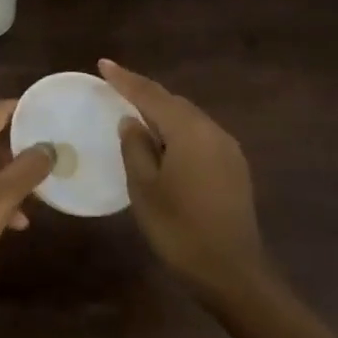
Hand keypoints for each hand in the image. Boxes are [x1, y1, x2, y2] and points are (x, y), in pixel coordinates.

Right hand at [99, 59, 261, 298]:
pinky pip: (200, 136)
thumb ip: (135, 148)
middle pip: (173, 103)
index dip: (125, 79)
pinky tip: (163, 143)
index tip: (103, 64)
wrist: (233, 273)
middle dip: (144, 93)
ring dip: (162, 113)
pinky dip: (177, 131)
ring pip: (188, 119)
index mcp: (189, 132)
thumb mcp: (144, 188)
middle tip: (115, 88)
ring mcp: (228, 150)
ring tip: (135, 113)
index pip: (151, 95)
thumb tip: (131, 122)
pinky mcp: (234, 168)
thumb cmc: (179, 229)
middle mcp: (213, 131)